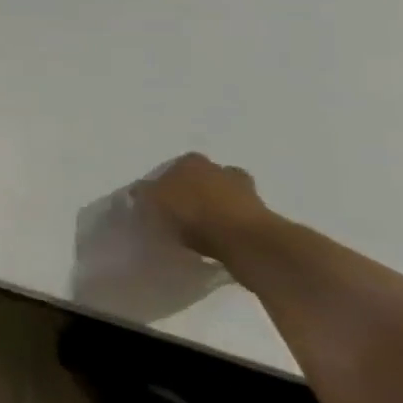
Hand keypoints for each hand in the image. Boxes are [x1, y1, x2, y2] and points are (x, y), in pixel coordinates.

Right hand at [133, 153, 274, 256]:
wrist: (244, 239)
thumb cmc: (192, 213)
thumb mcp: (153, 202)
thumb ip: (144, 194)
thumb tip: (140, 191)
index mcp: (192, 160)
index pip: (174, 167)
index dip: (165, 184)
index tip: (160, 202)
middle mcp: (219, 168)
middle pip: (202, 180)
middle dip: (194, 193)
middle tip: (181, 214)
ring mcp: (245, 191)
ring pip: (223, 197)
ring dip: (215, 209)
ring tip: (200, 231)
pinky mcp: (261, 216)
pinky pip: (236, 218)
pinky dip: (228, 226)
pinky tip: (218, 241)